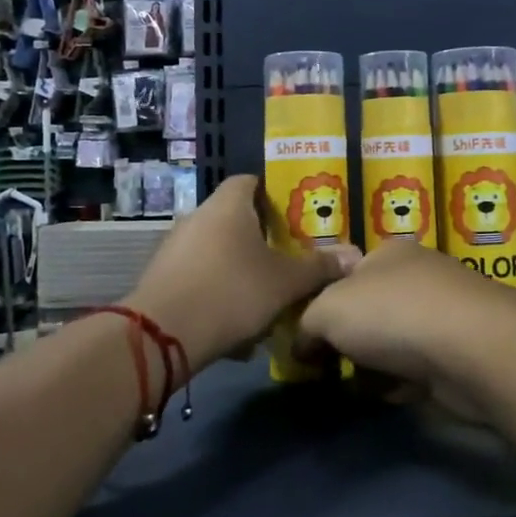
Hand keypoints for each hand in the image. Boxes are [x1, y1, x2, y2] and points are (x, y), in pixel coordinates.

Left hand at [123, 175, 347, 371]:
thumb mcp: (285, 283)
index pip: (250, 181)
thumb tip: (354, 256)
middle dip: (259, 239)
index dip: (272, 194)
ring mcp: (173, 248)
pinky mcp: (160, 279)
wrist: (162, 335)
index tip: (293, 216)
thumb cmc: (232, 292)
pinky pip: (199, 279)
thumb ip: (319, 268)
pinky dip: (217, 295)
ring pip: (216, 253)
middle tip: (286, 259)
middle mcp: (196, 218)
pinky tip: (234, 329)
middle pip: (233, 219)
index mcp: (227, 206)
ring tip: (264, 300)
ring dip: (238, 271)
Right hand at [299, 242, 512, 406]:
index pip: (344, 276)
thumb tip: (301, 346)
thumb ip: (306, 325)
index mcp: (386, 253)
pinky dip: (402, 383)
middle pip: (369, 312)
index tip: (306, 342)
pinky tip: (393, 396)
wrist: (472, 349)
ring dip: (374, 367)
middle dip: (348, 342)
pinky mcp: (461, 352)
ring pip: (393, 343)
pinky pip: (418, 369)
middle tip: (328, 369)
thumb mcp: (328, 310)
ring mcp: (443, 314)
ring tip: (359, 387)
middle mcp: (417, 277)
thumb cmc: (392, 313)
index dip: (321, 307)